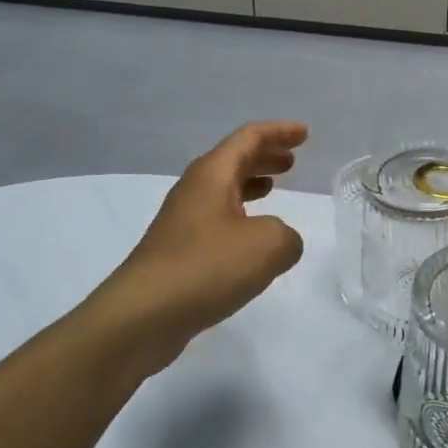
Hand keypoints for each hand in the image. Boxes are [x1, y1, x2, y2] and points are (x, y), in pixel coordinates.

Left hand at [92, 122, 308, 368]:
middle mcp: (194, 190)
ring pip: (223, 190)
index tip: (304, 133)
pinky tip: (252, 237)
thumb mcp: (268, 245)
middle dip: (264, 156)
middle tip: (291, 160)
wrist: (143, 315)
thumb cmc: (206, 267)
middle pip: (232, 161)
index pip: (249, 138)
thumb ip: (287, 236)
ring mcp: (182, 221)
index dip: (279, 132)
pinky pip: (216, 219)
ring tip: (274, 188)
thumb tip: (280, 241)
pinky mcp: (178, 252)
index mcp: (212, 175)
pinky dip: (240, 215)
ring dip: (251, 184)